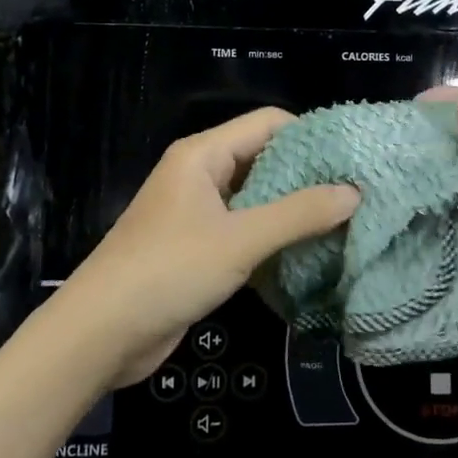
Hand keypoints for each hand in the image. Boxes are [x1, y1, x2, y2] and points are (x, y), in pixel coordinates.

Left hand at [57, 108, 360, 387]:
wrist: (101, 334)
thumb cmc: (168, 271)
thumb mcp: (240, 240)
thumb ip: (299, 215)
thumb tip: (354, 193)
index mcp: (203, 154)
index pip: (268, 123)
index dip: (311, 136)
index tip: (353, 161)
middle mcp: (200, 174)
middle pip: (263, 158)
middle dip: (308, 176)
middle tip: (357, 195)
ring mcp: (197, 212)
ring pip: (256, 197)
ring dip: (293, 209)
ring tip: (344, 223)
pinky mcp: (198, 247)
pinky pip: (245, 228)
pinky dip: (274, 236)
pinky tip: (308, 252)